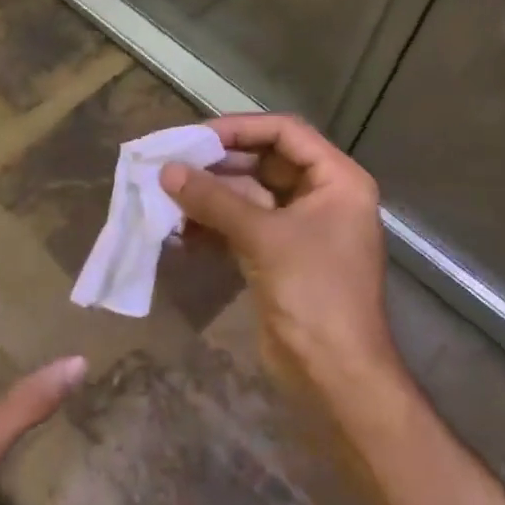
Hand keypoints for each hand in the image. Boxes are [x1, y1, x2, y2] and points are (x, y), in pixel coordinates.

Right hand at [160, 115, 398, 402]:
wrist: (335, 375)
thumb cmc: (314, 293)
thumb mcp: (264, 238)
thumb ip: (215, 200)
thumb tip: (167, 170)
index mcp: (337, 180)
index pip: (285, 133)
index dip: (240, 129)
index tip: (195, 136)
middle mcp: (322, 197)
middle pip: (264, 162)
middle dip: (218, 165)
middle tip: (172, 164)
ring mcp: (300, 229)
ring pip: (249, 196)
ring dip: (211, 197)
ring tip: (167, 198)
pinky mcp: (279, 257)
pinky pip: (243, 227)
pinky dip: (214, 227)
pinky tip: (180, 233)